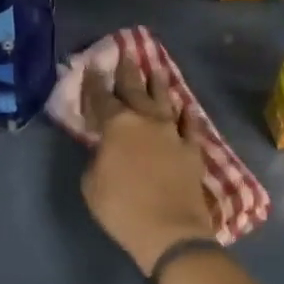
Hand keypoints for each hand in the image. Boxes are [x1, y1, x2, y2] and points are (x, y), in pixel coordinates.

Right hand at [80, 51, 217, 274]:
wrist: (169, 230)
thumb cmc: (121, 207)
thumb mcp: (92, 183)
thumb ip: (96, 158)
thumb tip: (104, 148)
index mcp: (117, 126)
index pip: (102, 97)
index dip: (94, 83)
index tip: (92, 66)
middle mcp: (146, 121)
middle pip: (135, 90)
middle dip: (128, 71)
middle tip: (125, 53)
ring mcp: (173, 134)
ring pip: (165, 100)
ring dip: (159, 84)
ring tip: (156, 68)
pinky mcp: (192, 150)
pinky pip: (190, 126)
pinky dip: (187, 115)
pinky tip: (186, 107)